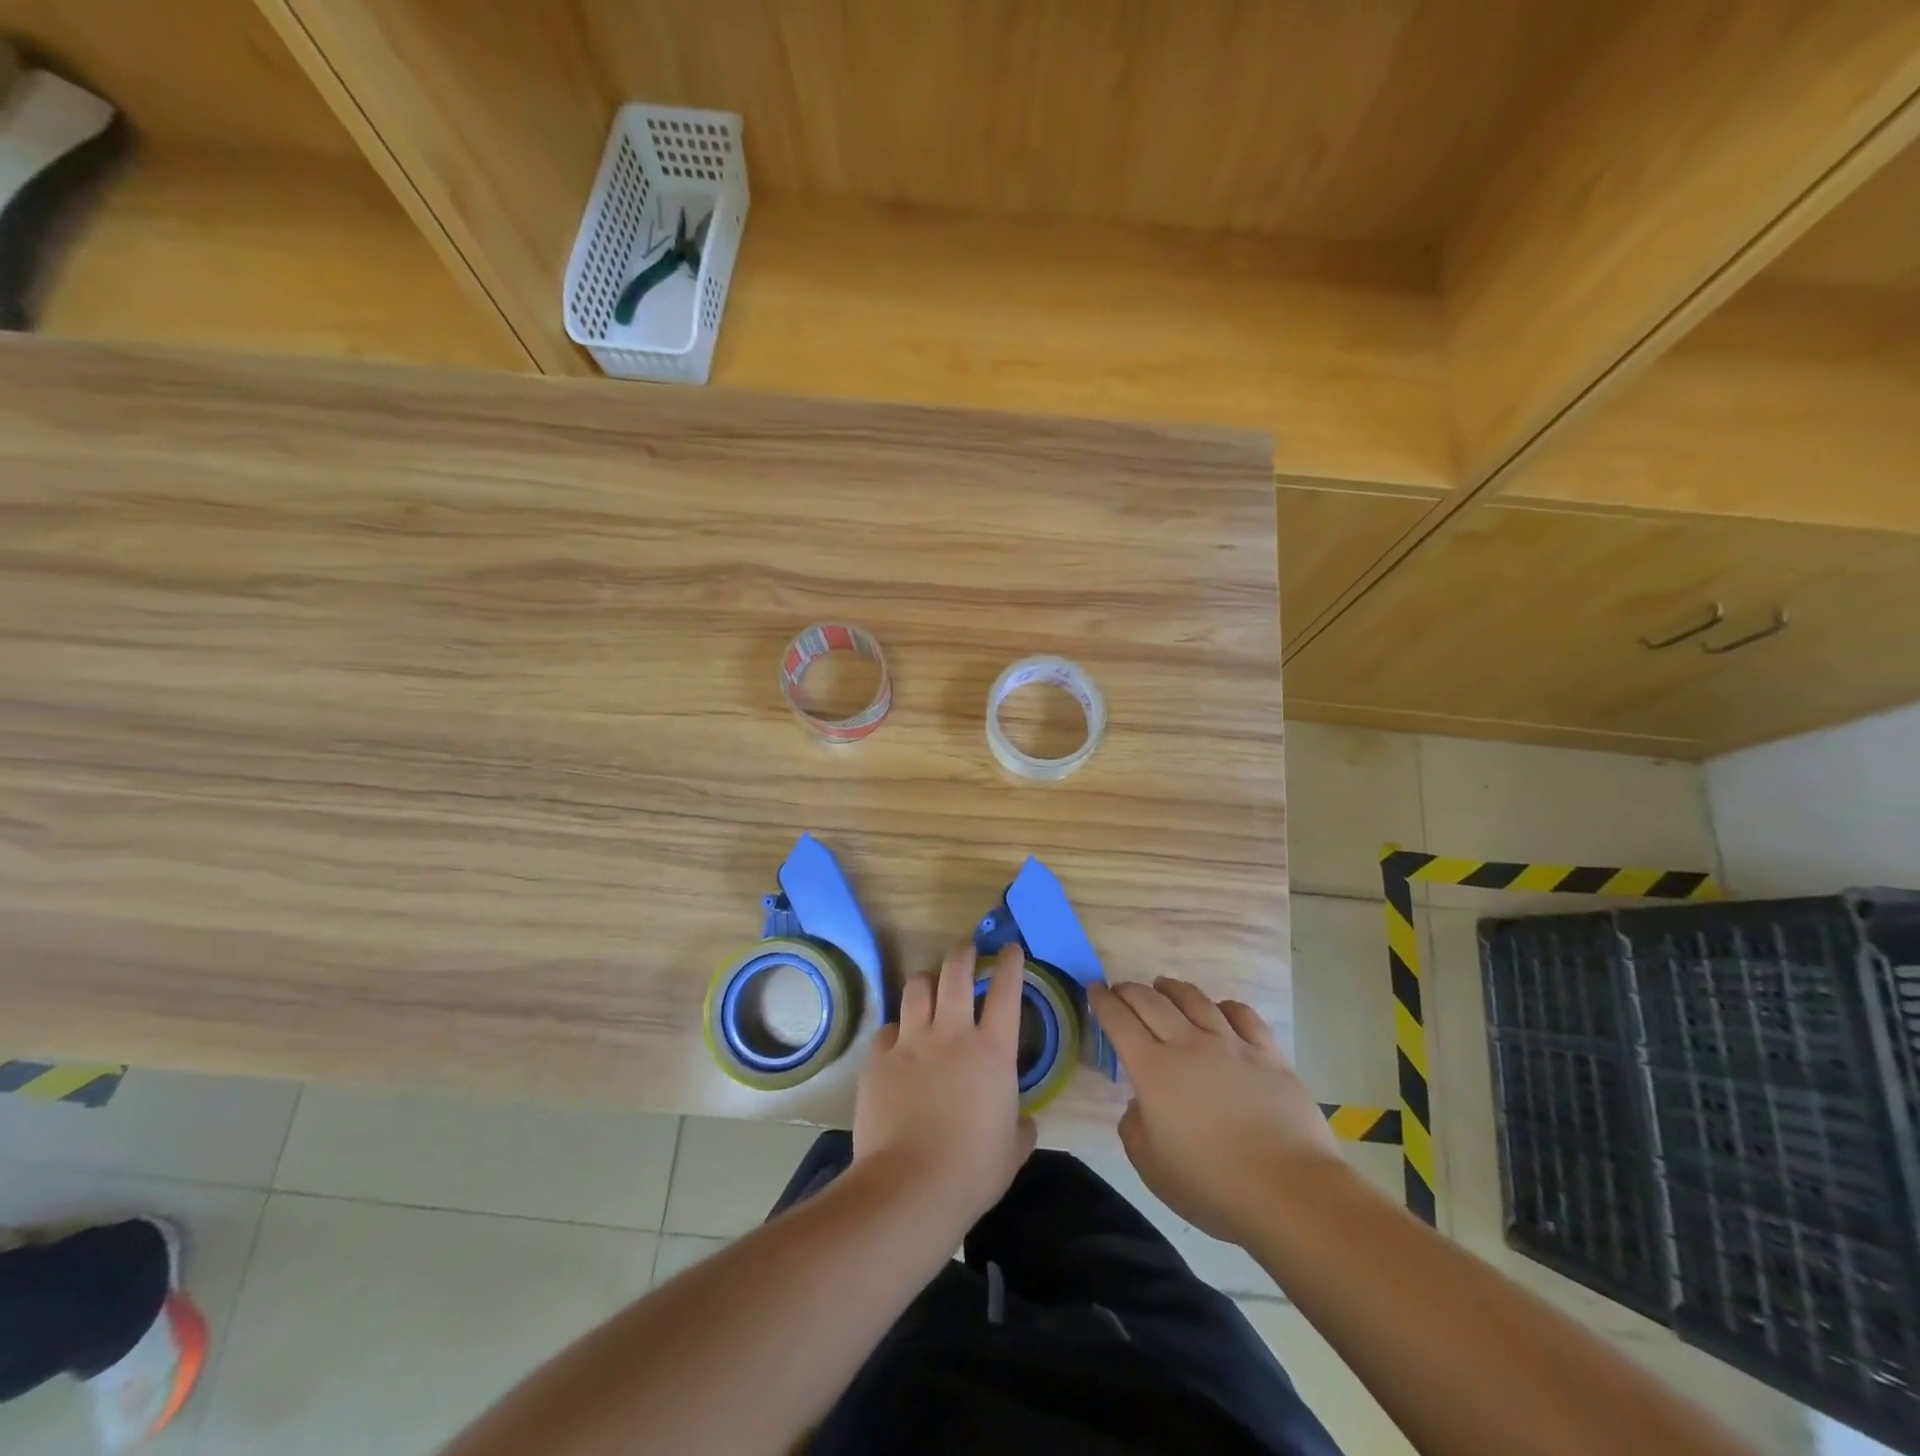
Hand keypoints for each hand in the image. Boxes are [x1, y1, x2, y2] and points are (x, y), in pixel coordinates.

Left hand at [852, 943, 1036, 1239]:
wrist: (910, 1186)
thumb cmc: (973, 1171)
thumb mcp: (1012, 1151)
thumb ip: (1019, 1127)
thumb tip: (1022, 1122)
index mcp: (992, 1051)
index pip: (1006, 991)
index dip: (1010, 964)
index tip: (1010, 949)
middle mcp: (952, 1034)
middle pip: (955, 972)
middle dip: (963, 953)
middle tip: (967, 949)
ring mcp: (911, 1042)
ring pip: (917, 988)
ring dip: (927, 981)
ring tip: (929, 985)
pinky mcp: (879, 1058)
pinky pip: (888, 1029)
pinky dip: (897, 1031)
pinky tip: (898, 1044)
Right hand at [1089, 977, 1341, 1245]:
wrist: (1289, 1191)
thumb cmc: (1212, 1185)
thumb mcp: (1150, 1166)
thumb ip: (1134, 1126)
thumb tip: (1140, 1104)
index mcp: (1153, 1069)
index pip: (1119, 1021)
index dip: (1103, 1001)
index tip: (1094, 990)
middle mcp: (1188, 1044)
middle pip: (1152, 1001)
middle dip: (1130, 990)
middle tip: (1120, 989)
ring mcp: (1231, 1044)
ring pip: (1195, 999)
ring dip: (1172, 988)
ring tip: (1162, 985)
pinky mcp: (1267, 1053)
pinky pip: (1242, 1015)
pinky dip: (1224, 1005)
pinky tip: (1219, 1009)